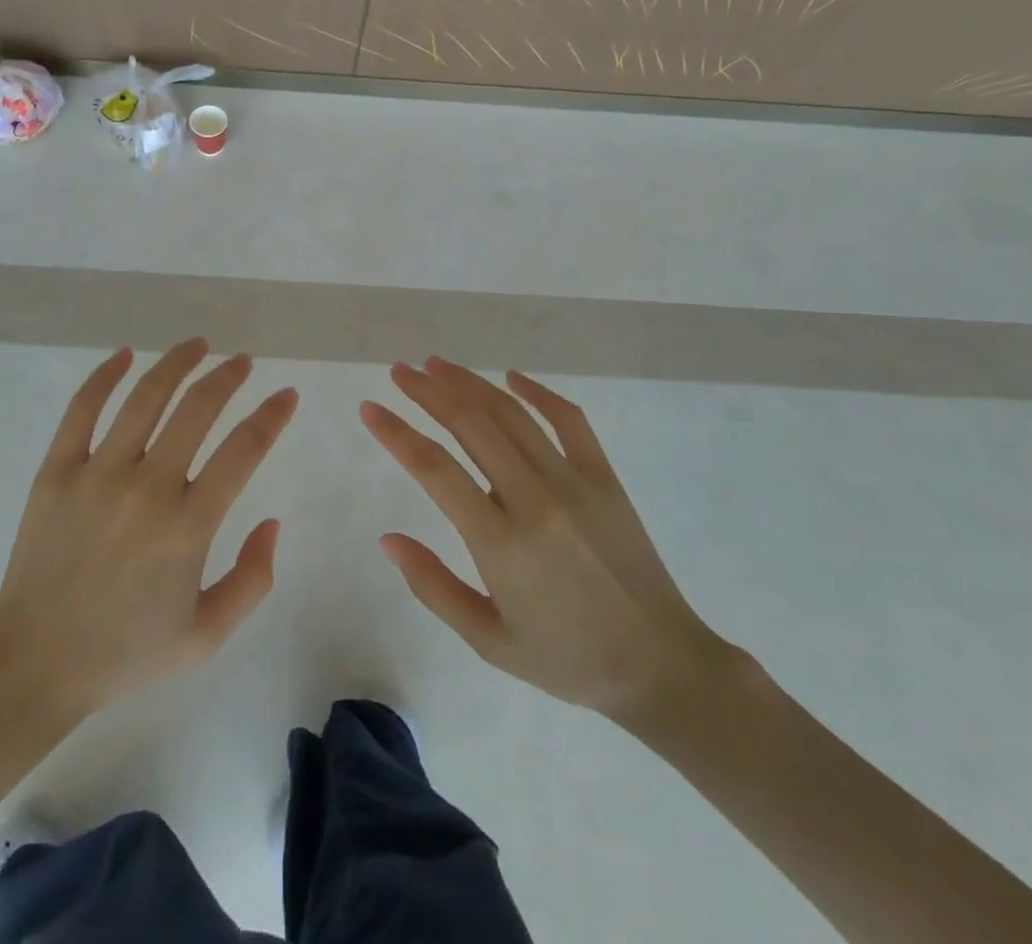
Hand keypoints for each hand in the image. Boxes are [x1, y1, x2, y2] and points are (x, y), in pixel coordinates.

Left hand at [0, 340, 296, 723]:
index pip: (244, 450)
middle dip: (228, 377)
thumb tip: (272, 521)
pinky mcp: (56, 471)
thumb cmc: (126, 651)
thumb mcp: (207, 635)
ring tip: (198, 345)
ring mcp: (97, 474)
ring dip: (177, 362)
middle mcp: (147, 488)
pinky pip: (82, 409)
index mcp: (187, 527)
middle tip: (243, 362)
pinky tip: (125, 355)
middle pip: (197, 409)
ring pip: (145, 397)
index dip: (271, 416)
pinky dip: (105, 376)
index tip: (285, 395)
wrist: (35, 664)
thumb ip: (253, 579)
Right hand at [363, 357, 730, 727]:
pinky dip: (537, 392)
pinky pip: (569, 420)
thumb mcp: (489, 641)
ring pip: (511, 414)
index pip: (434, 469)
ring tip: (437, 365)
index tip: (370, 409)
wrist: (661, 666)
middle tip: (399, 372)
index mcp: (500, 543)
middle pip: (470, 425)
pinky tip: (511, 377)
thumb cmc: (567, 659)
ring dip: (470, 383)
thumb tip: (388, 539)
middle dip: (428, 392)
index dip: (396, 433)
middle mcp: (534, 499)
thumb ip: (434, 587)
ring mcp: (574, 482)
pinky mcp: (604, 477)